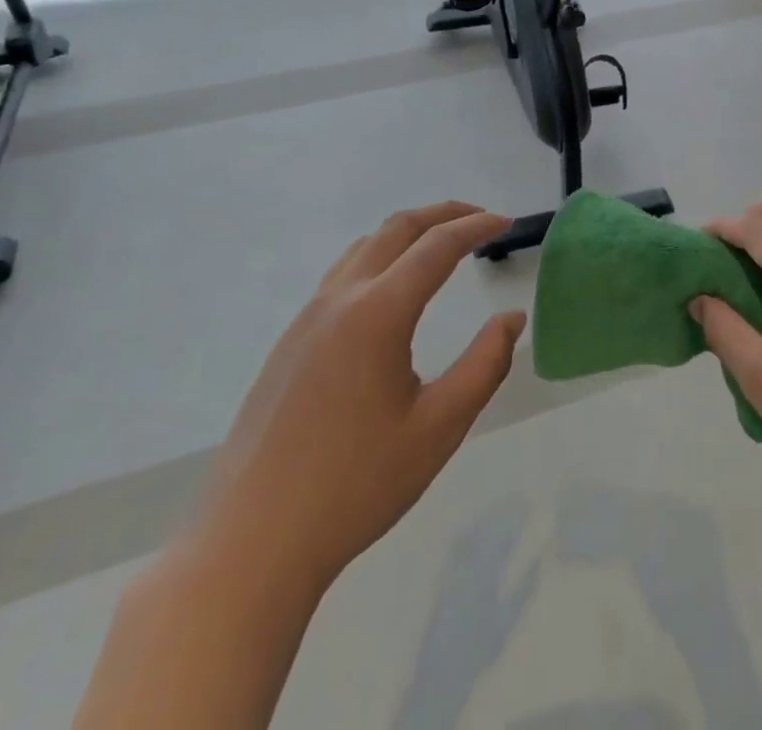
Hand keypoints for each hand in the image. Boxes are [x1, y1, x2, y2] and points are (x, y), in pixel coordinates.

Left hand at [190, 202, 526, 596]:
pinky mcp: (288, 344)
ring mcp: (306, 320)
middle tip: (480, 220)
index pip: (437, 246)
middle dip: (442, 214)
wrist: (250, 546)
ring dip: (408, 233)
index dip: (476, 227)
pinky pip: (341, 275)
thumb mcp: (439, 428)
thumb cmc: (355, 487)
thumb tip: (511, 319)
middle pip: (396, 229)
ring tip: (441, 246)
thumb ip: (485, 365)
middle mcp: (339, 300)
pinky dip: (380, 258)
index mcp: (378, 313)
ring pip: (364, 248)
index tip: (507, 222)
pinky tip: (392, 292)